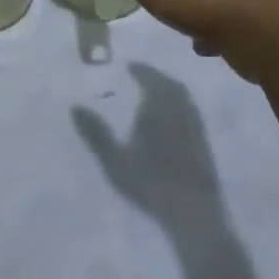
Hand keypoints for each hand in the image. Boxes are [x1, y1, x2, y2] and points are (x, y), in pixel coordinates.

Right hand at [72, 64, 222, 226]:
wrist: (194, 213)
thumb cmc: (150, 183)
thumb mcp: (115, 160)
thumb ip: (96, 133)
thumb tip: (75, 106)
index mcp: (157, 107)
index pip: (150, 79)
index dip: (140, 70)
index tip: (129, 66)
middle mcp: (179, 110)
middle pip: (169, 85)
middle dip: (156, 76)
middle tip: (142, 74)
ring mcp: (195, 127)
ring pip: (183, 98)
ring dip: (169, 89)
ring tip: (155, 92)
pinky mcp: (204, 144)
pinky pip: (191, 111)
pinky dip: (180, 104)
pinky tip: (173, 118)